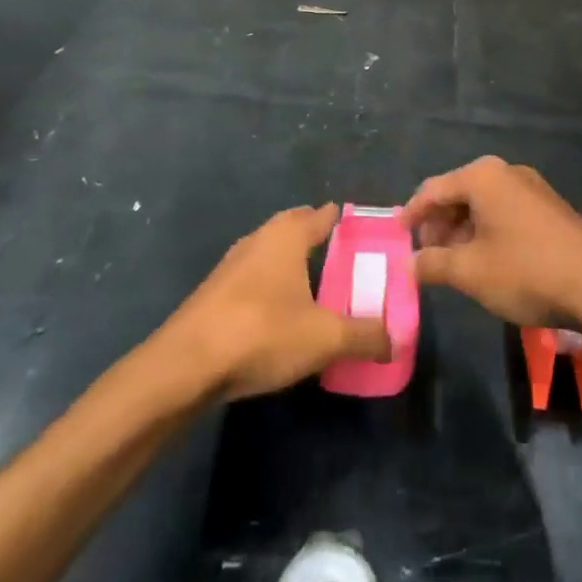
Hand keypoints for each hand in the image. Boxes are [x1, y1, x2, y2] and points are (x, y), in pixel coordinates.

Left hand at [166, 204, 389, 399]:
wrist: (184, 366)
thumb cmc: (261, 333)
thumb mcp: (324, 339)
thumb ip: (365, 336)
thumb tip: (397, 338)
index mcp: (287, 236)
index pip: (322, 215)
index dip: (344, 221)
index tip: (365, 232)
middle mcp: (259, 239)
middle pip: (294, 227)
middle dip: (316, 236)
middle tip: (343, 256)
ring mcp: (231, 265)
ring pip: (270, 252)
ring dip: (291, 262)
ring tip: (314, 284)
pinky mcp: (213, 293)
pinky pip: (253, 277)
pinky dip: (271, 285)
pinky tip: (279, 312)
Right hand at [401, 157, 581, 328]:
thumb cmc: (526, 271)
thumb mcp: (471, 272)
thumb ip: (433, 264)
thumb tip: (409, 265)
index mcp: (483, 177)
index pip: (433, 189)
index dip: (412, 214)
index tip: (397, 237)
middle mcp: (506, 172)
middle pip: (458, 193)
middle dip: (438, 225)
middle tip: (426, 257)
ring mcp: (532, 188)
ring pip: (482, 205)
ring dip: (462, 231)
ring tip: (453, 265)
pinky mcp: (549, 207)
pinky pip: (505, 212)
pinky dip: (487, 232)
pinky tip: (486, 261)